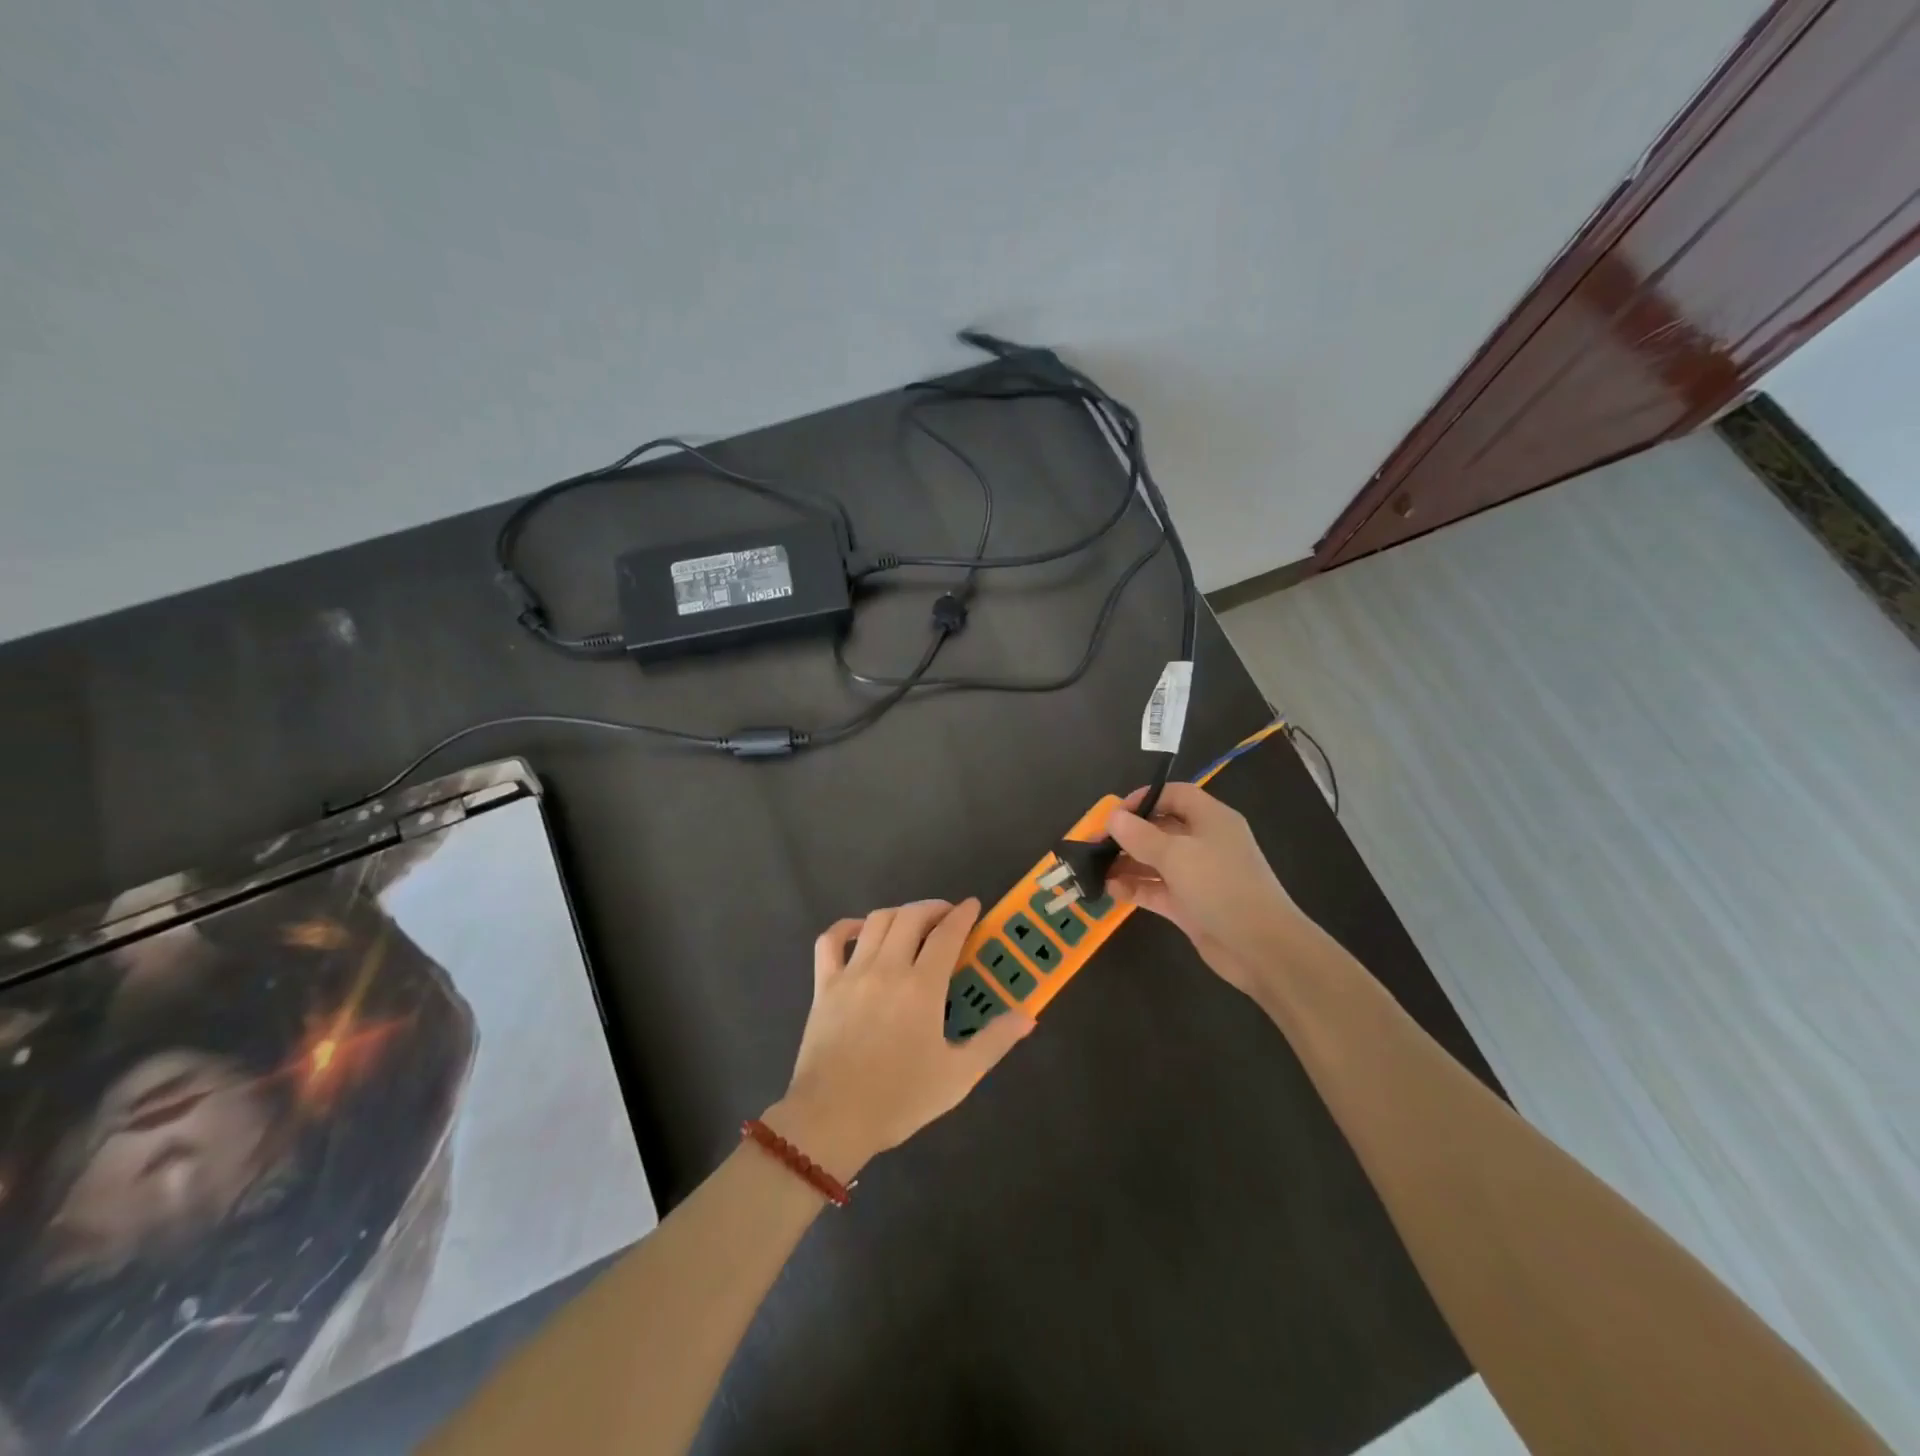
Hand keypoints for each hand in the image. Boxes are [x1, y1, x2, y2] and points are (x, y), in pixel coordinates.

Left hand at [766, 900, 1033, 1182]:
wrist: (833, 1119)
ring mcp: (851, 973)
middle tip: (947, 916)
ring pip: (876, 921)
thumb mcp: (958, 1076)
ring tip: (913, 922)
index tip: (973, 905)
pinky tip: (861, 931)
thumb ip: (994, 1041)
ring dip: (899, 913)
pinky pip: (830, 941)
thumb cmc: (900, 1099)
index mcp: (921, 987)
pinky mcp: (824, 985)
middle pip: (910, 917)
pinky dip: (847, 927)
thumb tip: (1028, 1016)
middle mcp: (887, 968)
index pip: (946, 934)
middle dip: (933, 908)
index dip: (962, 915)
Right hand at [1106, 783, 1309, 998]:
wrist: (1261, 948)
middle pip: (1161, 828)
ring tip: (1096, 870)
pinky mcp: (1190, 905)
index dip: (1145, 798)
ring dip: (1127, 864)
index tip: (1115, 813)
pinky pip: (1156, 889)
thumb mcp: (1176, 855)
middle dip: (1129, 835)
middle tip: (1097, 844)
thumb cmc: (1221, 886)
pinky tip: (1110, 891)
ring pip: (1155, 861)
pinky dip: (1135, 888)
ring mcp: (1197, 875)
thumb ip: (1140, 835)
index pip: (1175, 795)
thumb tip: (1112, 817)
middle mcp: (1205, 843)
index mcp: (1211, 819)